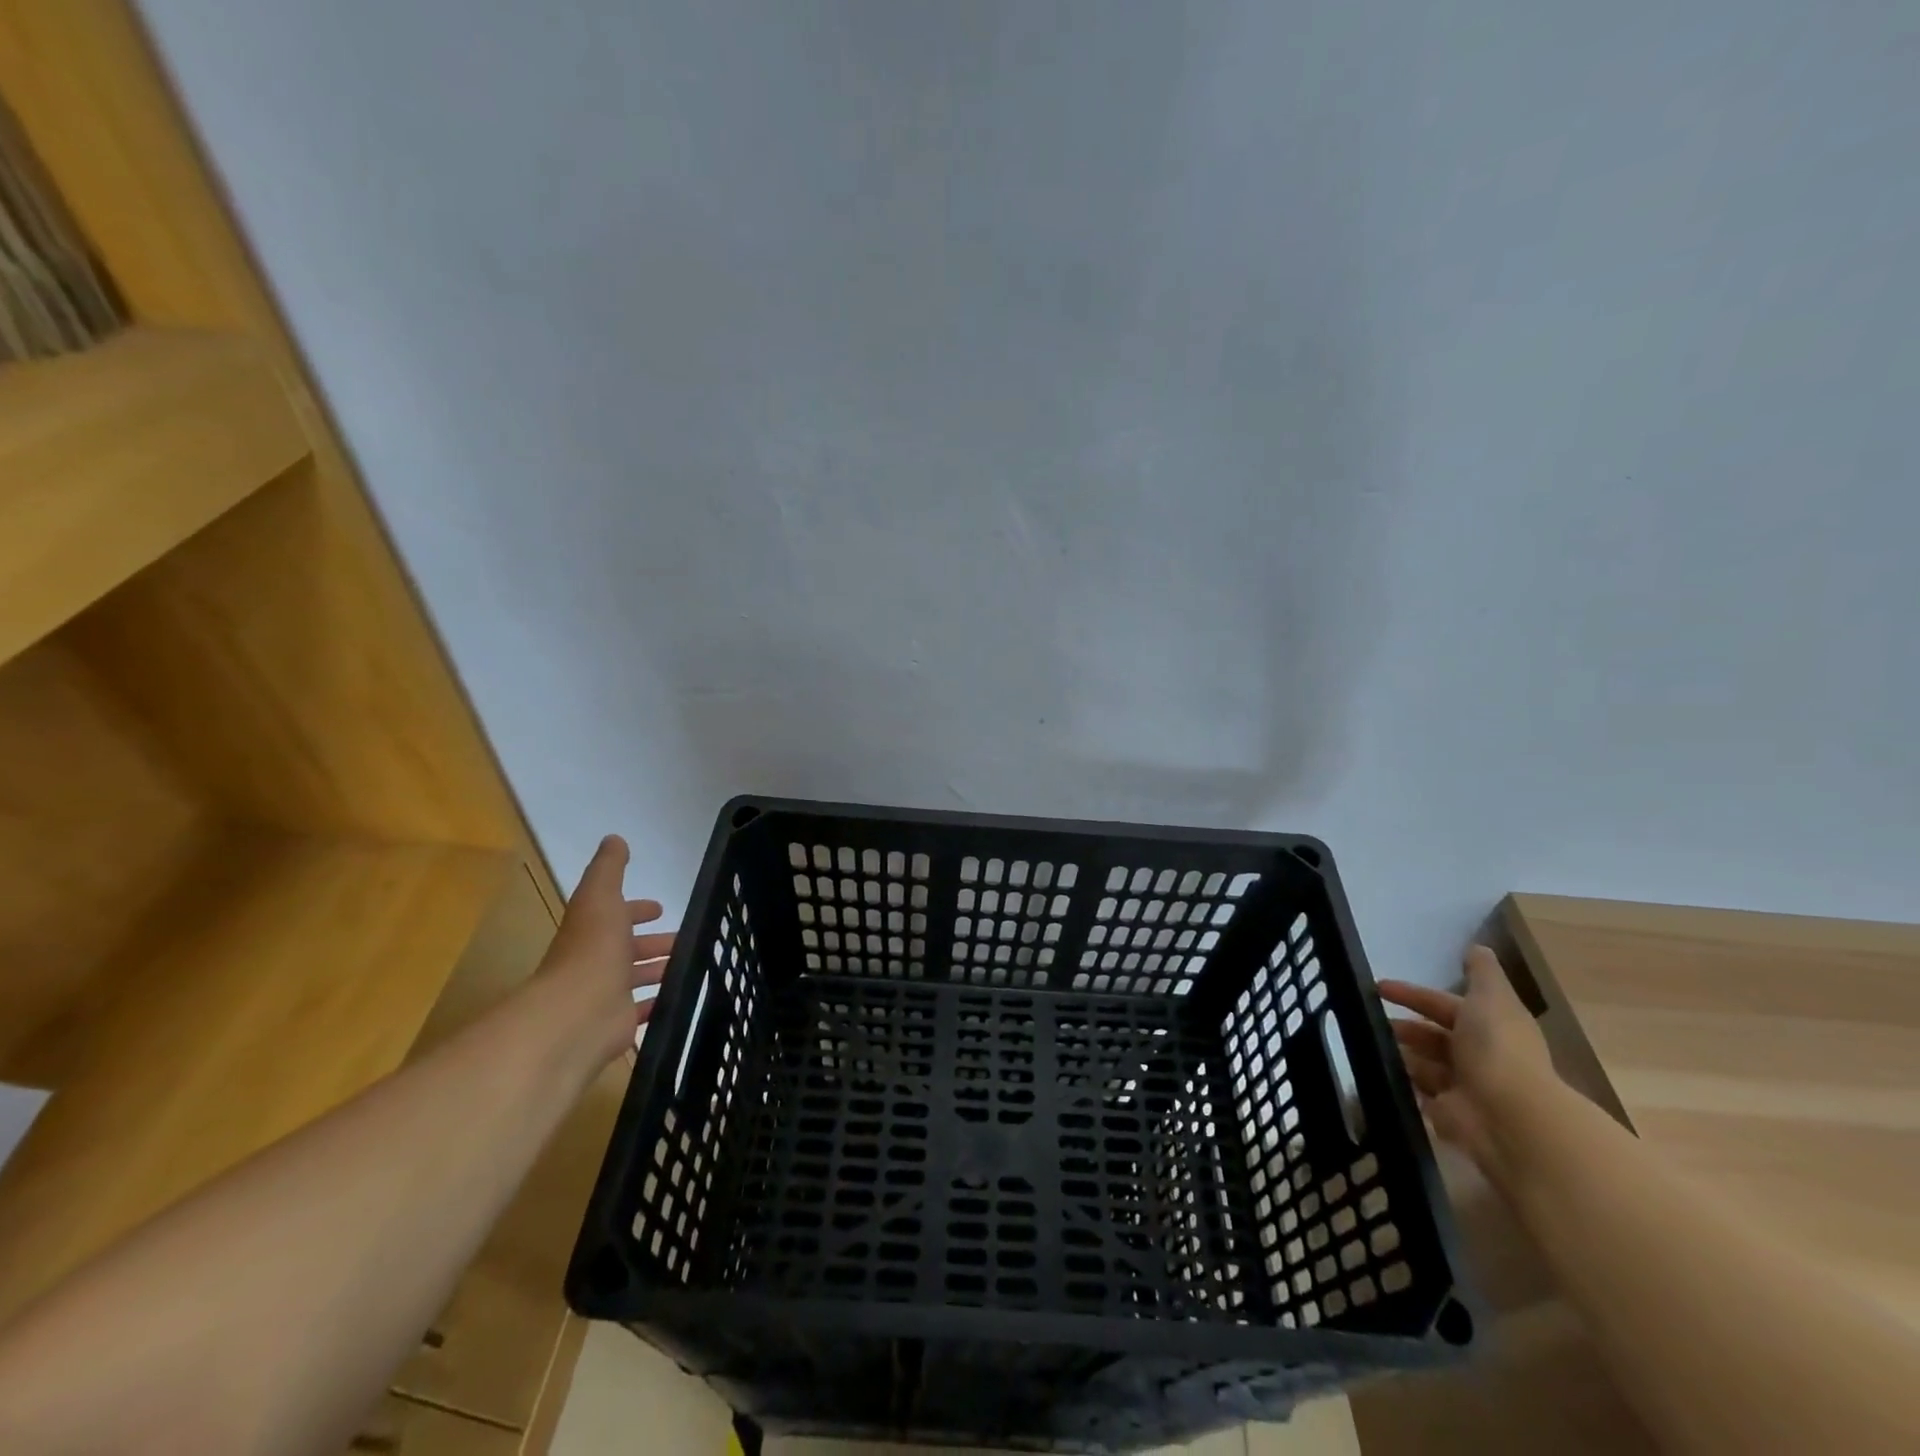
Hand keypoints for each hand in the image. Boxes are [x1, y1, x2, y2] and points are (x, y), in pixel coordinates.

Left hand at [539, 835, 674, 1066]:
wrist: (578, 1012)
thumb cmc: (592, 948)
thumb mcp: (601, 895)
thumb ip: (609, 868)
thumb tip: (614, 838)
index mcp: (593, 930)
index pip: (616, 915)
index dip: (637, 910)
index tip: (660, 909)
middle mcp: (596, 960)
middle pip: (628, 948)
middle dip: (653, 942)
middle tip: (685, 939)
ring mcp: (606, 993)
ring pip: (636, 977)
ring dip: (659, 969)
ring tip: (691, 964)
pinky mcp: (618, 1022)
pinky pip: (642, 1009)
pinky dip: (658, 1002)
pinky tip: (680, 997)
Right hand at [1378, 945, 1557, 1184]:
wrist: (1509, 1115)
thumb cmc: (1498, 1049)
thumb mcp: (1492, 998)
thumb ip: (1483, 973)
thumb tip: (1477, 947)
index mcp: (1489, 1027)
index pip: (1444, 1005)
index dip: (1413, 994)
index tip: (1378, 987)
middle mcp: (1479, 1056)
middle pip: (1433, 1036)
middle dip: (1404, 1027)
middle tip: (1367, 1018)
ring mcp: (1464, 1087)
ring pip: (1424, 1063)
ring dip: (1400, 1053)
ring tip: (1367, 1043)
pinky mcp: (1449, 1115)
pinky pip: (1419, 1093)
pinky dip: (1402, 1082)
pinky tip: (1377, 1069)